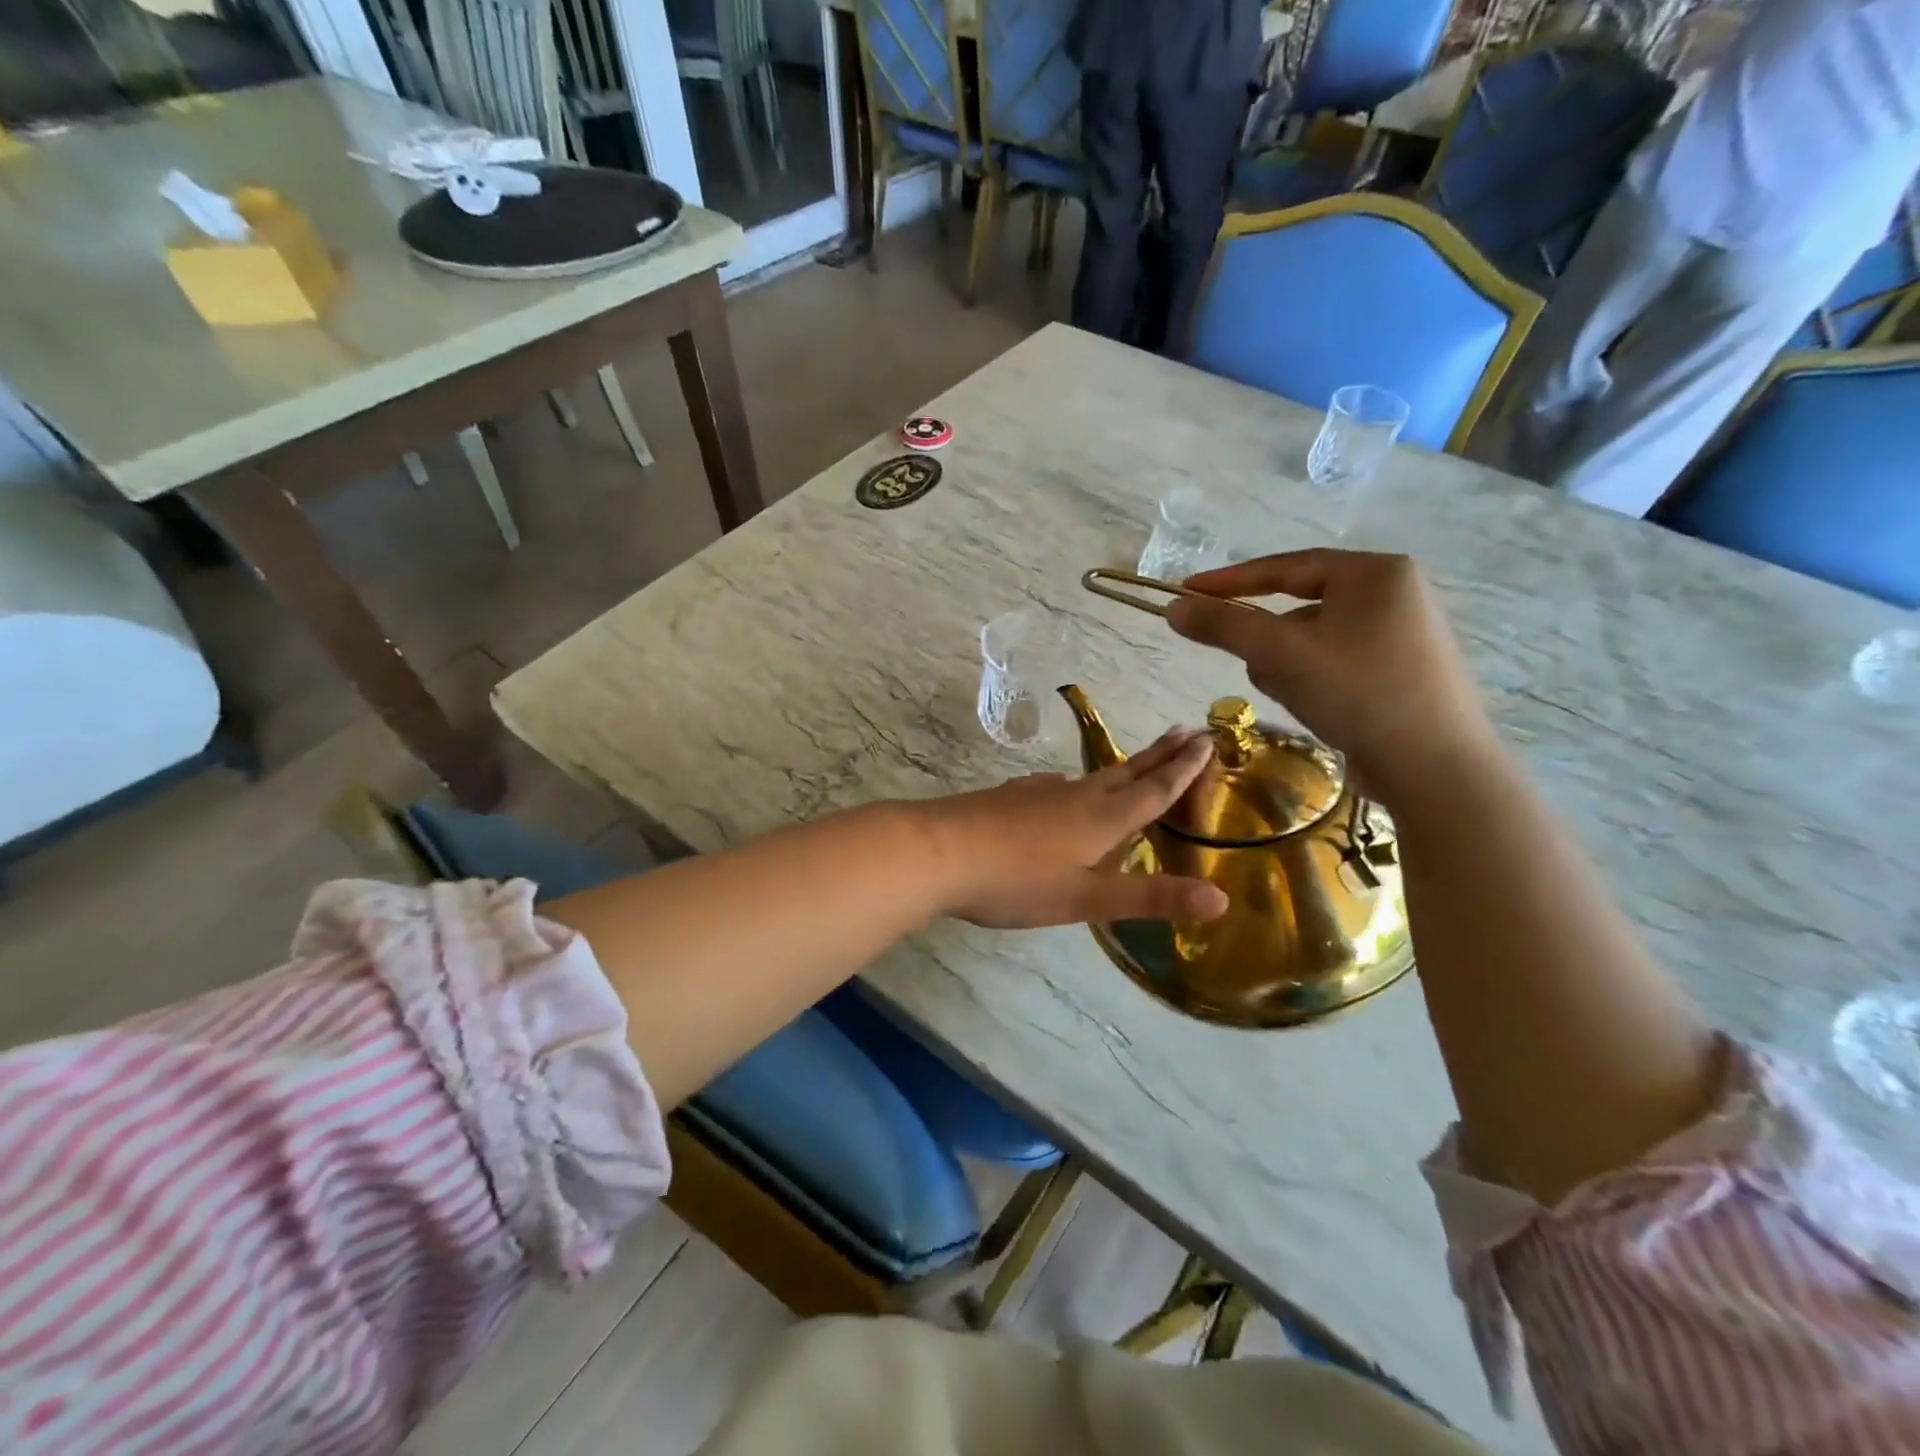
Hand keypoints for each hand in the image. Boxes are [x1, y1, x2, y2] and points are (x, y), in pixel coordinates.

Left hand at [919, 732, 1230, 928]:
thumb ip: (1150, 897)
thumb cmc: (1016, 880)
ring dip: (1122, 768)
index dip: (1183, 769)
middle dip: (1160, 754)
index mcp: (1101, 818)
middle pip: (1126, 772)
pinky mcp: (1010, 798)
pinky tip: (1064, 790)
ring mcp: (1038, 793)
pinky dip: (1078, 785)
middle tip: (1187, 730)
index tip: (1208, 740)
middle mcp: (1075, 796)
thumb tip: (1221, 900)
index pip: (1153, 789)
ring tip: (1136, 764)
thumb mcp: (1086, 899)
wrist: (936, 852)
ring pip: (1092, 777)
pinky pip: (1058, 786)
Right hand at [1166, 549, 1499, 805]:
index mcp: (1375, 572)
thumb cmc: (1359, 694)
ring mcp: (1401, 635)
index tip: (1185, 592)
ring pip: (1313, 640)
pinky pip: (1334, 663)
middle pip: (1299, 606)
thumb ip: (1223, 626)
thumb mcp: (1281, 654)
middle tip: (1259, 668)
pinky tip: (1318, 710)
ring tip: (1298, 698)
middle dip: (1270, 641)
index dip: (1229, 581)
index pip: (1285, 566)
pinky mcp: (1400, 673)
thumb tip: (1173, 608)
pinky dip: (1313, 681)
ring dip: (1289, 666)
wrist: (1436, 770)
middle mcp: (1394, 594)